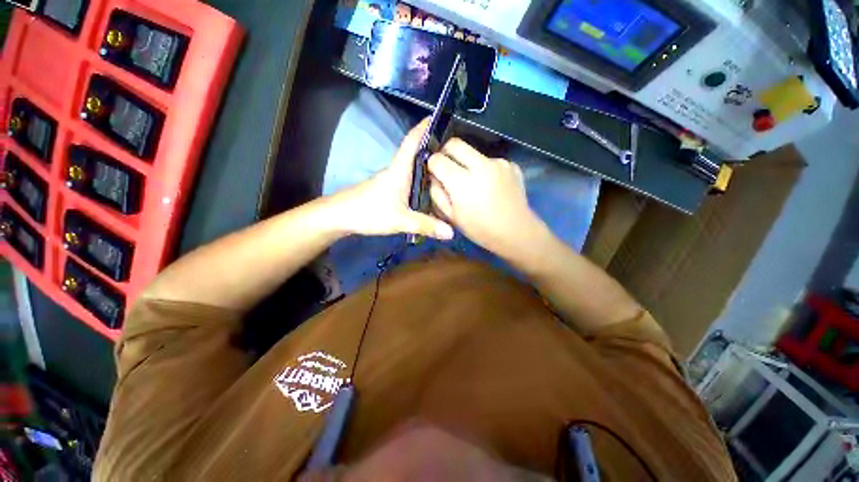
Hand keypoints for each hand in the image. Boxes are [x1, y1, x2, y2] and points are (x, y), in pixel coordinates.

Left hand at [330, 119, 453, 239]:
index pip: (412, 141)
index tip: (437, 117)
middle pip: (416, 154)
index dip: (423, 127)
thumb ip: (426, 225)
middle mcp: (396, 171)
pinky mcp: (389, 190)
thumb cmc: (369, 212)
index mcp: (399, 170)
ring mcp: (391, 180)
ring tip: (448, 171)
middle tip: (455, 153)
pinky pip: (410, 180)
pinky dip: (421, 180)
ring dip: (428, 166)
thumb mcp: (401, 221)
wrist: (340, 216)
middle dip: (433, 148)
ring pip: (413, 168)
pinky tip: (430, 190)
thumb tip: (451, 232)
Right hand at [428, 138, 546, 256]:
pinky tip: (490, 186)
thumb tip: (433, 177)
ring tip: (473, 182)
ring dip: (467, 163)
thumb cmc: (480, 229)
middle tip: (447, 167)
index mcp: (462, 182)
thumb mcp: (451, 216)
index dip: (432, 164)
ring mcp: (498, 163)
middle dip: (446, 152)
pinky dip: (485, 169)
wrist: (516, 232)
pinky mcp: (511, 164)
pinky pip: (490, 161)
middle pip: (455, 143)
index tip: (434, 172)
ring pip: (474, 152)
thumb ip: (437, 194)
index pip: (437, 159)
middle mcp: (480, 165)